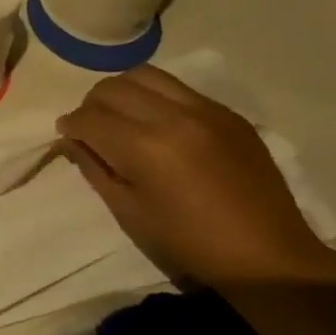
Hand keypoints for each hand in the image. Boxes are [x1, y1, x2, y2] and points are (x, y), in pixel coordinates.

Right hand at [56, 65, 335, 287]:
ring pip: (145, 75)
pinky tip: (160, 125)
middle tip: (92, 129)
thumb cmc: (187, 243)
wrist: (267, 258)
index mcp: (145, 147)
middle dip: (92, 105)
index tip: (67, 138)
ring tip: (123, 118)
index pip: (89, 117)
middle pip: (113, 88)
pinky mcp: (229, 115)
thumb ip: (93, 168)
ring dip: (123, 92)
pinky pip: (179, 88)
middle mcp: (174, 117)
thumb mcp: (127, 211)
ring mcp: (206, 111)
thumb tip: (71, 141)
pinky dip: (157, 98)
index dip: (70, 127)